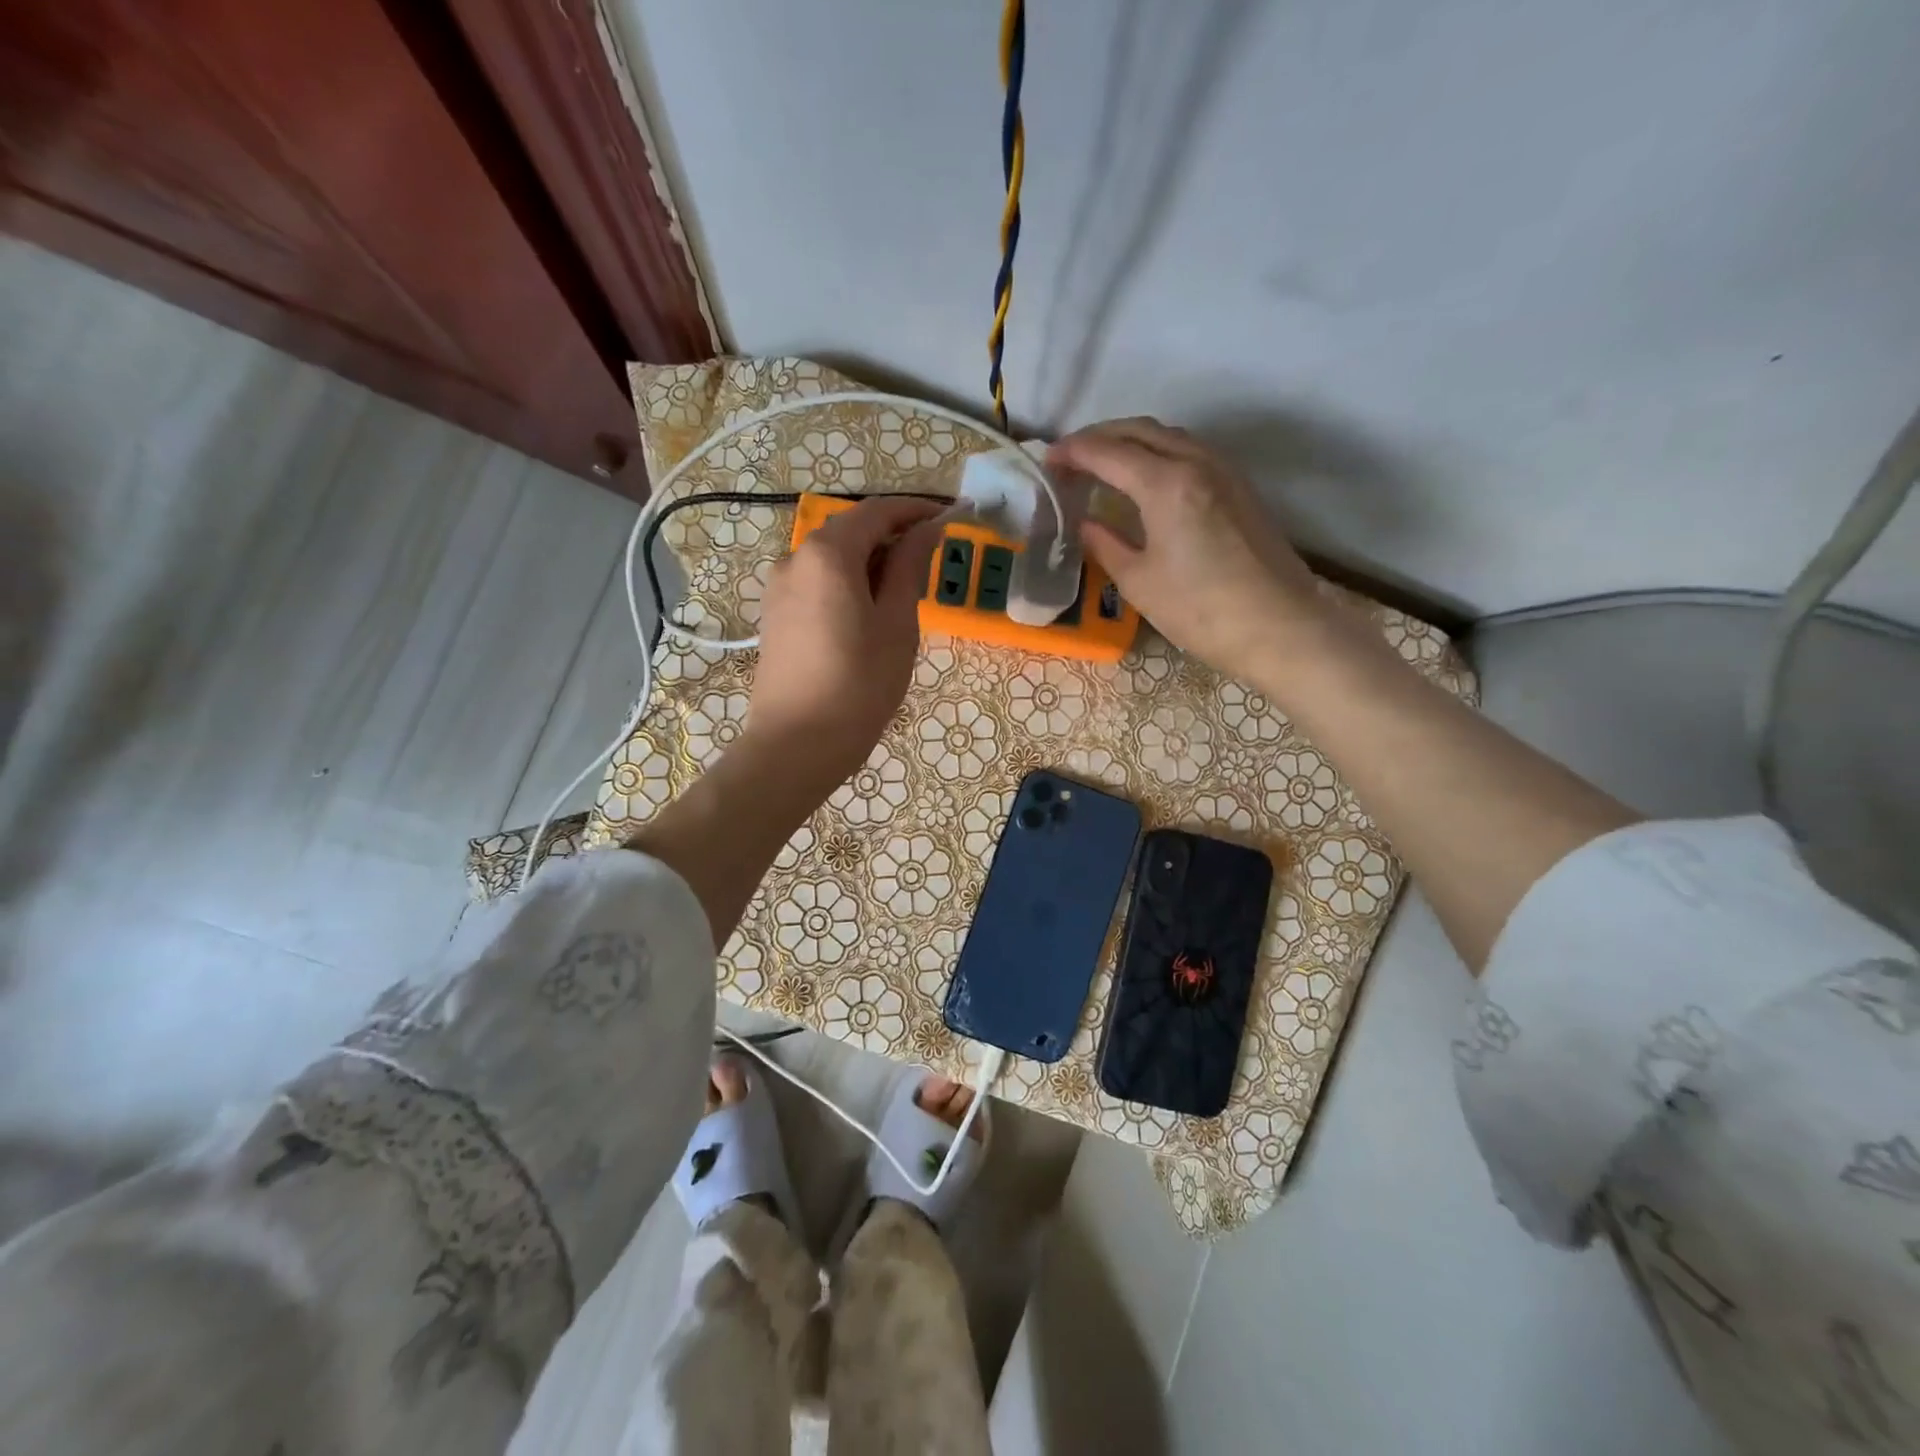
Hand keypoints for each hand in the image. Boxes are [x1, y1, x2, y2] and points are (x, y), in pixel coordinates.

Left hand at [743, 494, 944, 790]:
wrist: (795, 745)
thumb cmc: (859, 686)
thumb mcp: (898, 624)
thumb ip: (910, 568)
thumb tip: (928, 530)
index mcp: (828, 554)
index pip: (877, 512)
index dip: (915, 510)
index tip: (950, 517)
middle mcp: (795, 558)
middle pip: (851, 531)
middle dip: (893, 536)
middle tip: (932, 559)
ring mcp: (779, 587)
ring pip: (833, 558)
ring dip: (870, 562)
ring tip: (905, 593)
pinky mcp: (775, 614)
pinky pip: (817, 582)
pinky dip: (848, 582)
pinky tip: (870, 612)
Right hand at [1049, 418, 1329, 686]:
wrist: (1280, 627)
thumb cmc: (1201, 610)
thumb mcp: (1139, 582)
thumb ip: (1105, 544)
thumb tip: (1084, 523)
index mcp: (1166, 484)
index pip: (1107, 452)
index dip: (1072, 452)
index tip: (1046, 461)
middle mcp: (1196, 462)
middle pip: (1139, 431)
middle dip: (1098, 437)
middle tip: (1069, 459)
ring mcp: (1223, 470)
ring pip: (1168, 436)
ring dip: (1130, 441)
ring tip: (1102, 465)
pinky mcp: (1239, 486)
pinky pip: (1189, 451)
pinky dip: (1157, 453)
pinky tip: (1145, 478)